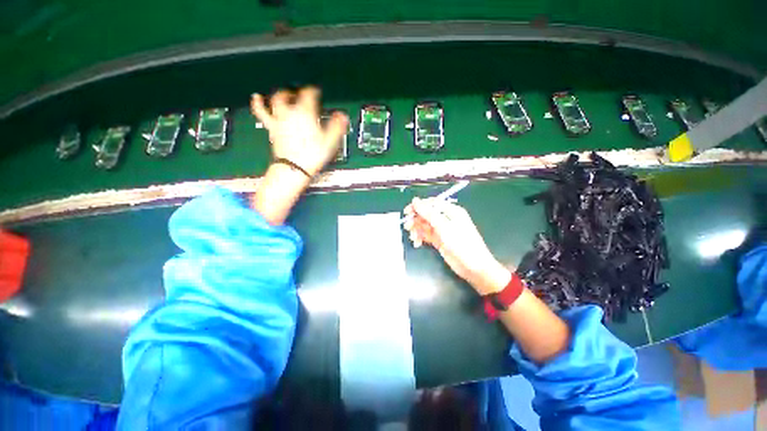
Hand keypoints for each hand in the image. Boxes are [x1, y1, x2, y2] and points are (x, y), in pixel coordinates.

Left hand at [251, 87, 348, 175]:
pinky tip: (256, 98)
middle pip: (291, 96)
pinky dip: (258, 104)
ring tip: (281, 92)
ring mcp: (280, 120)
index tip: (316, 92)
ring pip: (276, 101)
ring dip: (279, 95)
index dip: (313, 91)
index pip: (309, 95)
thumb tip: (342, 116)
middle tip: (300, 93)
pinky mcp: (273, 129)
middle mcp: (291, 113)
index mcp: (305, 113)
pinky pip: (262, 113)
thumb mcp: (330, 141)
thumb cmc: (312, 154)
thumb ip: (336, 126)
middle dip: (296, 93)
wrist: (295, 167)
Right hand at [403, 198, 510, 294]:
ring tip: (413, 238)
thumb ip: (428, 213)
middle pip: (426, 214)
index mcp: (450, 211)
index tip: (407, 212)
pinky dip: (420, 238)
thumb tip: (415, 200)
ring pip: (424, 225)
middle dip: (416, 220)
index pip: (431, 203)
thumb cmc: (461, 243)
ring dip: (416, 230)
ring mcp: (442, 230)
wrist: (473, 267)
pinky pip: (426, 235)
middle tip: (407, 227)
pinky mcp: (439, 241)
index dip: (418, 206)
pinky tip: (417, 243)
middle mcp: (445, 219)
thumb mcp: (444, 226)